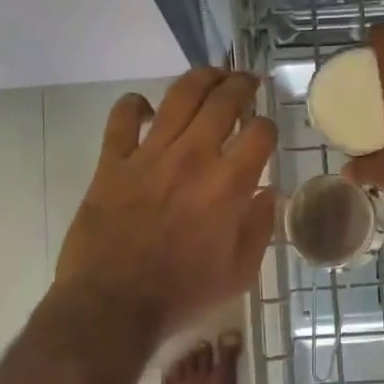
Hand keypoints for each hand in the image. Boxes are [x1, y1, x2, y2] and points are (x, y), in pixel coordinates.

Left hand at [54, 69, 276, 339]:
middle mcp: (193, 158)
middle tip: (247, 83)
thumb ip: (260, 228)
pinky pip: (123, 117)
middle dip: (242, 85)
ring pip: (179, 95)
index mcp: (229, 185)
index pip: (260, 132)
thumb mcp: (239, 273)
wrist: (112, 307)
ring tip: (211, 76)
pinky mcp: (112, 162)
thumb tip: (270, 194)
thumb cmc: (183, 295)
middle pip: (223, 100)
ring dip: (201, 78)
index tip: (266, 133)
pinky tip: (146, 108)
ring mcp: (150, 155)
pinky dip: (135, 105)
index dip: (268, 126)